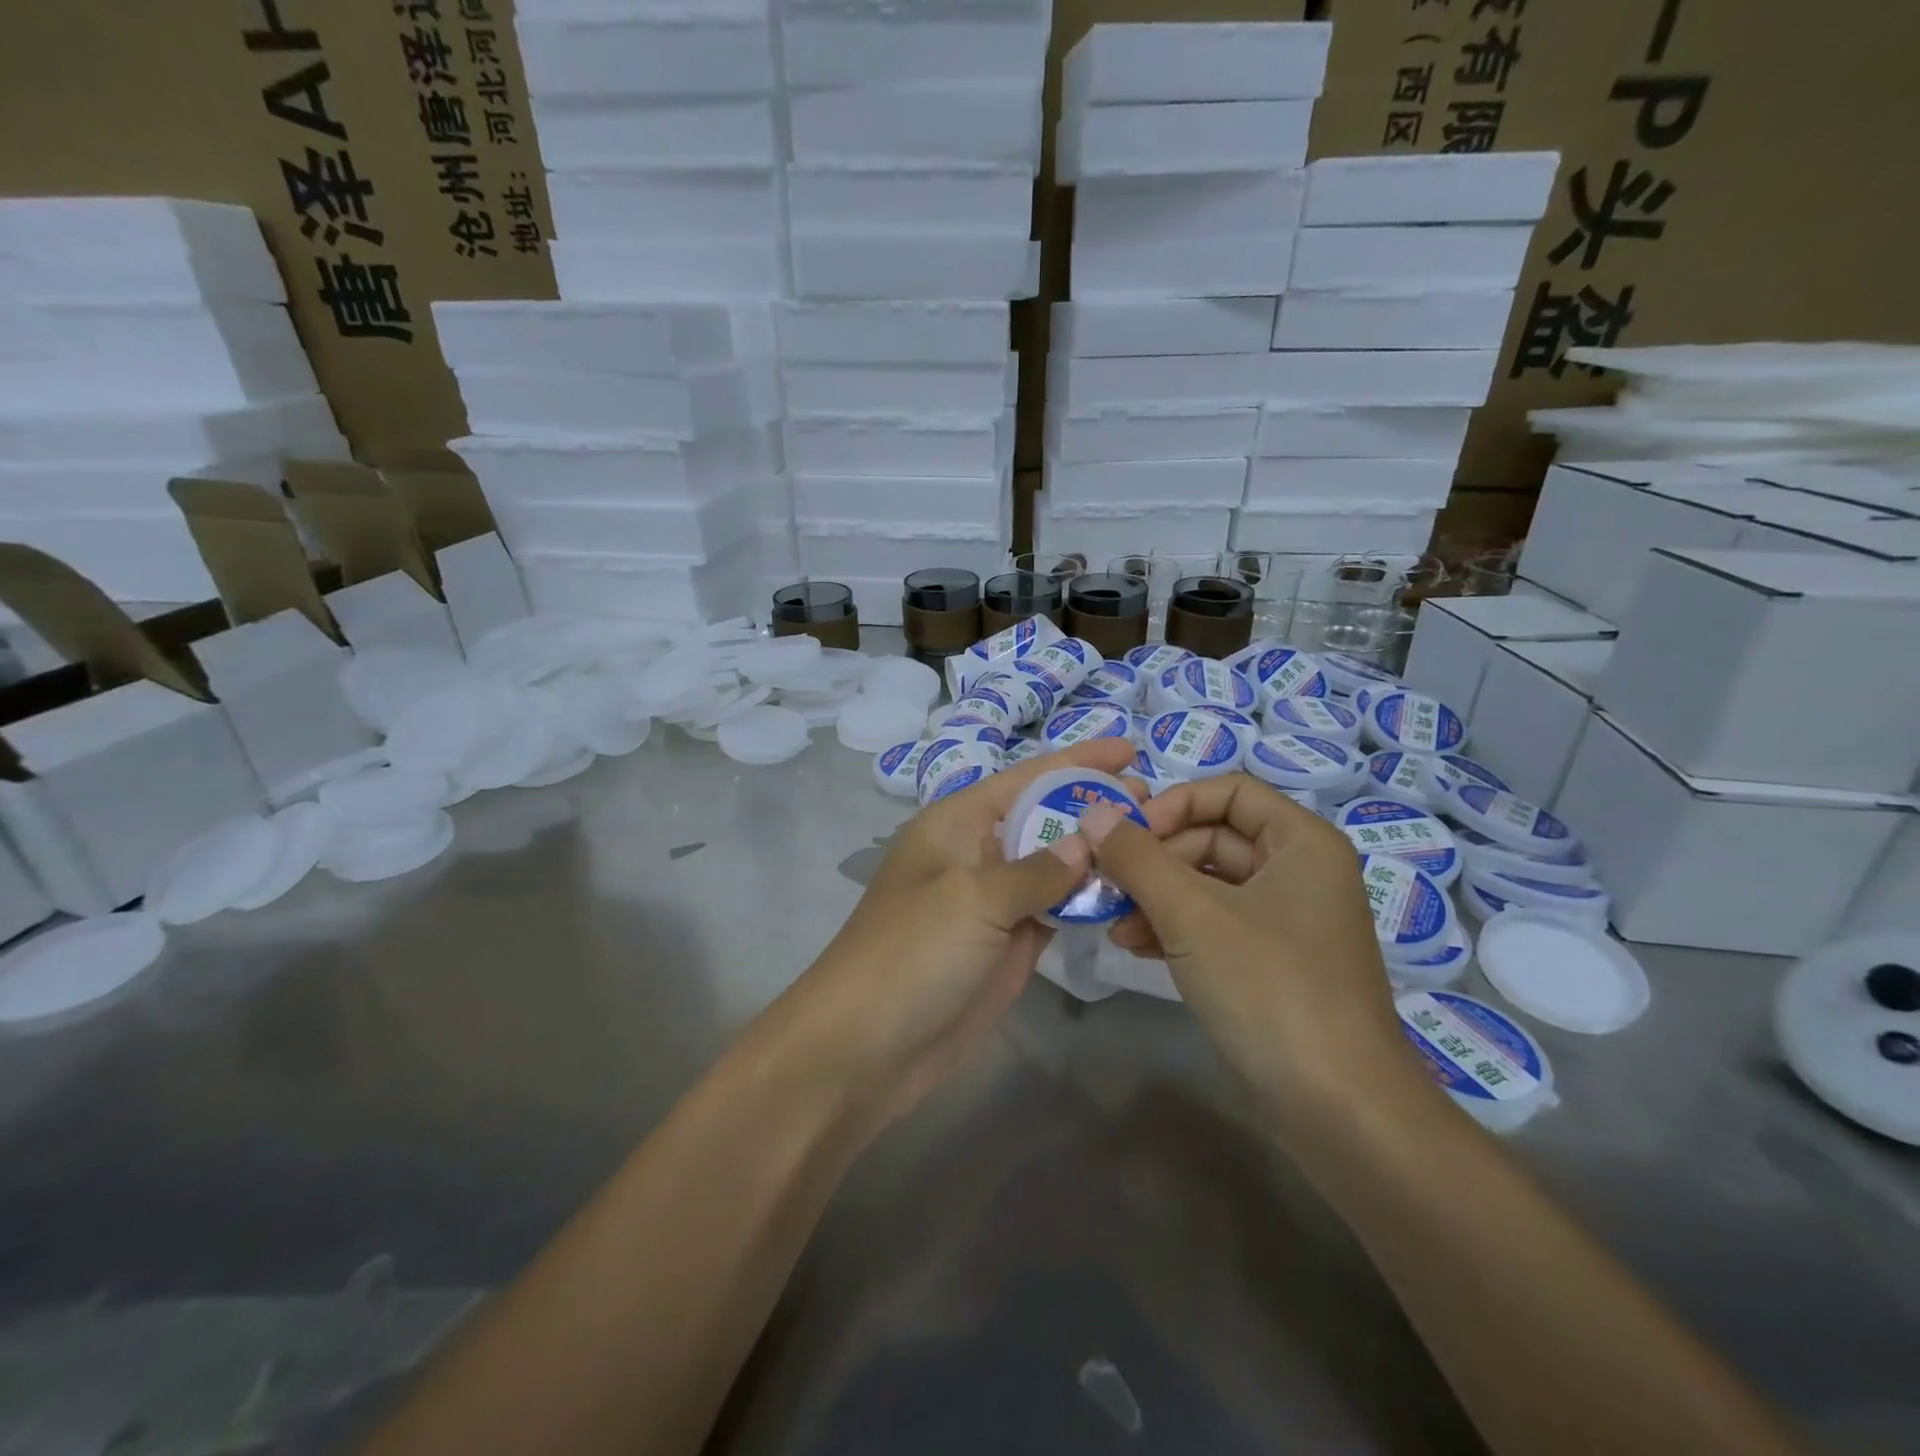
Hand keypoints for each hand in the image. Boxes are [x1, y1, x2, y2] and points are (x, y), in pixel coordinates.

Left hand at [777, 738, 1141, 1133]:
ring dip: (1098, 854)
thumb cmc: (911, 954)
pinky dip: (1088, 899)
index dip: (1076, 760)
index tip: (1129, 749)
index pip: (1026, 778)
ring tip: (1155, 839)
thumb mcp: (972, 899)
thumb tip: (1088, 840)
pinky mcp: (1009, 944)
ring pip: (1055, 865)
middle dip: (1094, 806)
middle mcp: (977, 854)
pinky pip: (1056, 909)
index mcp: (957, 824)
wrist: (867, 1048)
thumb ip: (1036, 869)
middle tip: (1157, 802)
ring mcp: (995, 902)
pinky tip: (1129, 889)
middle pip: (1044, 818)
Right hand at [1079, 774, 1425, 1137]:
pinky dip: (1175, 928)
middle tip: (1106, 882)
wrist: (1339, 1110)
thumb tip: (1093, 811)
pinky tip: (1135, 946)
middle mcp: (1299, 871)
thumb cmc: (1269, 987)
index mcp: (1301, 842)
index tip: (1126, 834)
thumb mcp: (1192, 914)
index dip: (1173, 803)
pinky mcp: (1271, 963)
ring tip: (1113, 922)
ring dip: (1156, 896)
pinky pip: (1215, 924)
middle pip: (1213, 837)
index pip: (1228, 791)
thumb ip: (1137, 857)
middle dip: (1155, 859)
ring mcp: (1286, 921)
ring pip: (1208, 884)